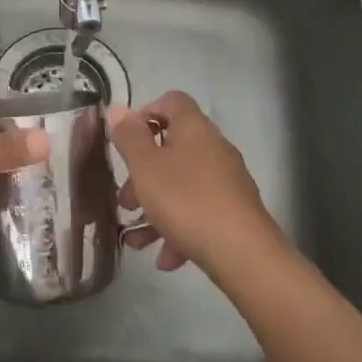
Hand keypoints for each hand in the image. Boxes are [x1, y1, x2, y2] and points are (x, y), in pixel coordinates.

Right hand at [110, 91, 281, 273]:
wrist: (244, 254)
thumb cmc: (186, 201)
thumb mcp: (146, 167)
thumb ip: (129, 137)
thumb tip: (118, 109)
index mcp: (194, 128)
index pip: (172, 101)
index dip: (146, 113)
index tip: (127, 141)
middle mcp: (214, 148)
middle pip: (172, 149)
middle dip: (143, 175)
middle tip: (125, 201)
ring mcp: (227, 182)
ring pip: (182, 185)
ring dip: (155, 208)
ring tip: (136, 241)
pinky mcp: (234, 213)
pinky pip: (199, 212)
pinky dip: (179, 230)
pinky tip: (166, 259)